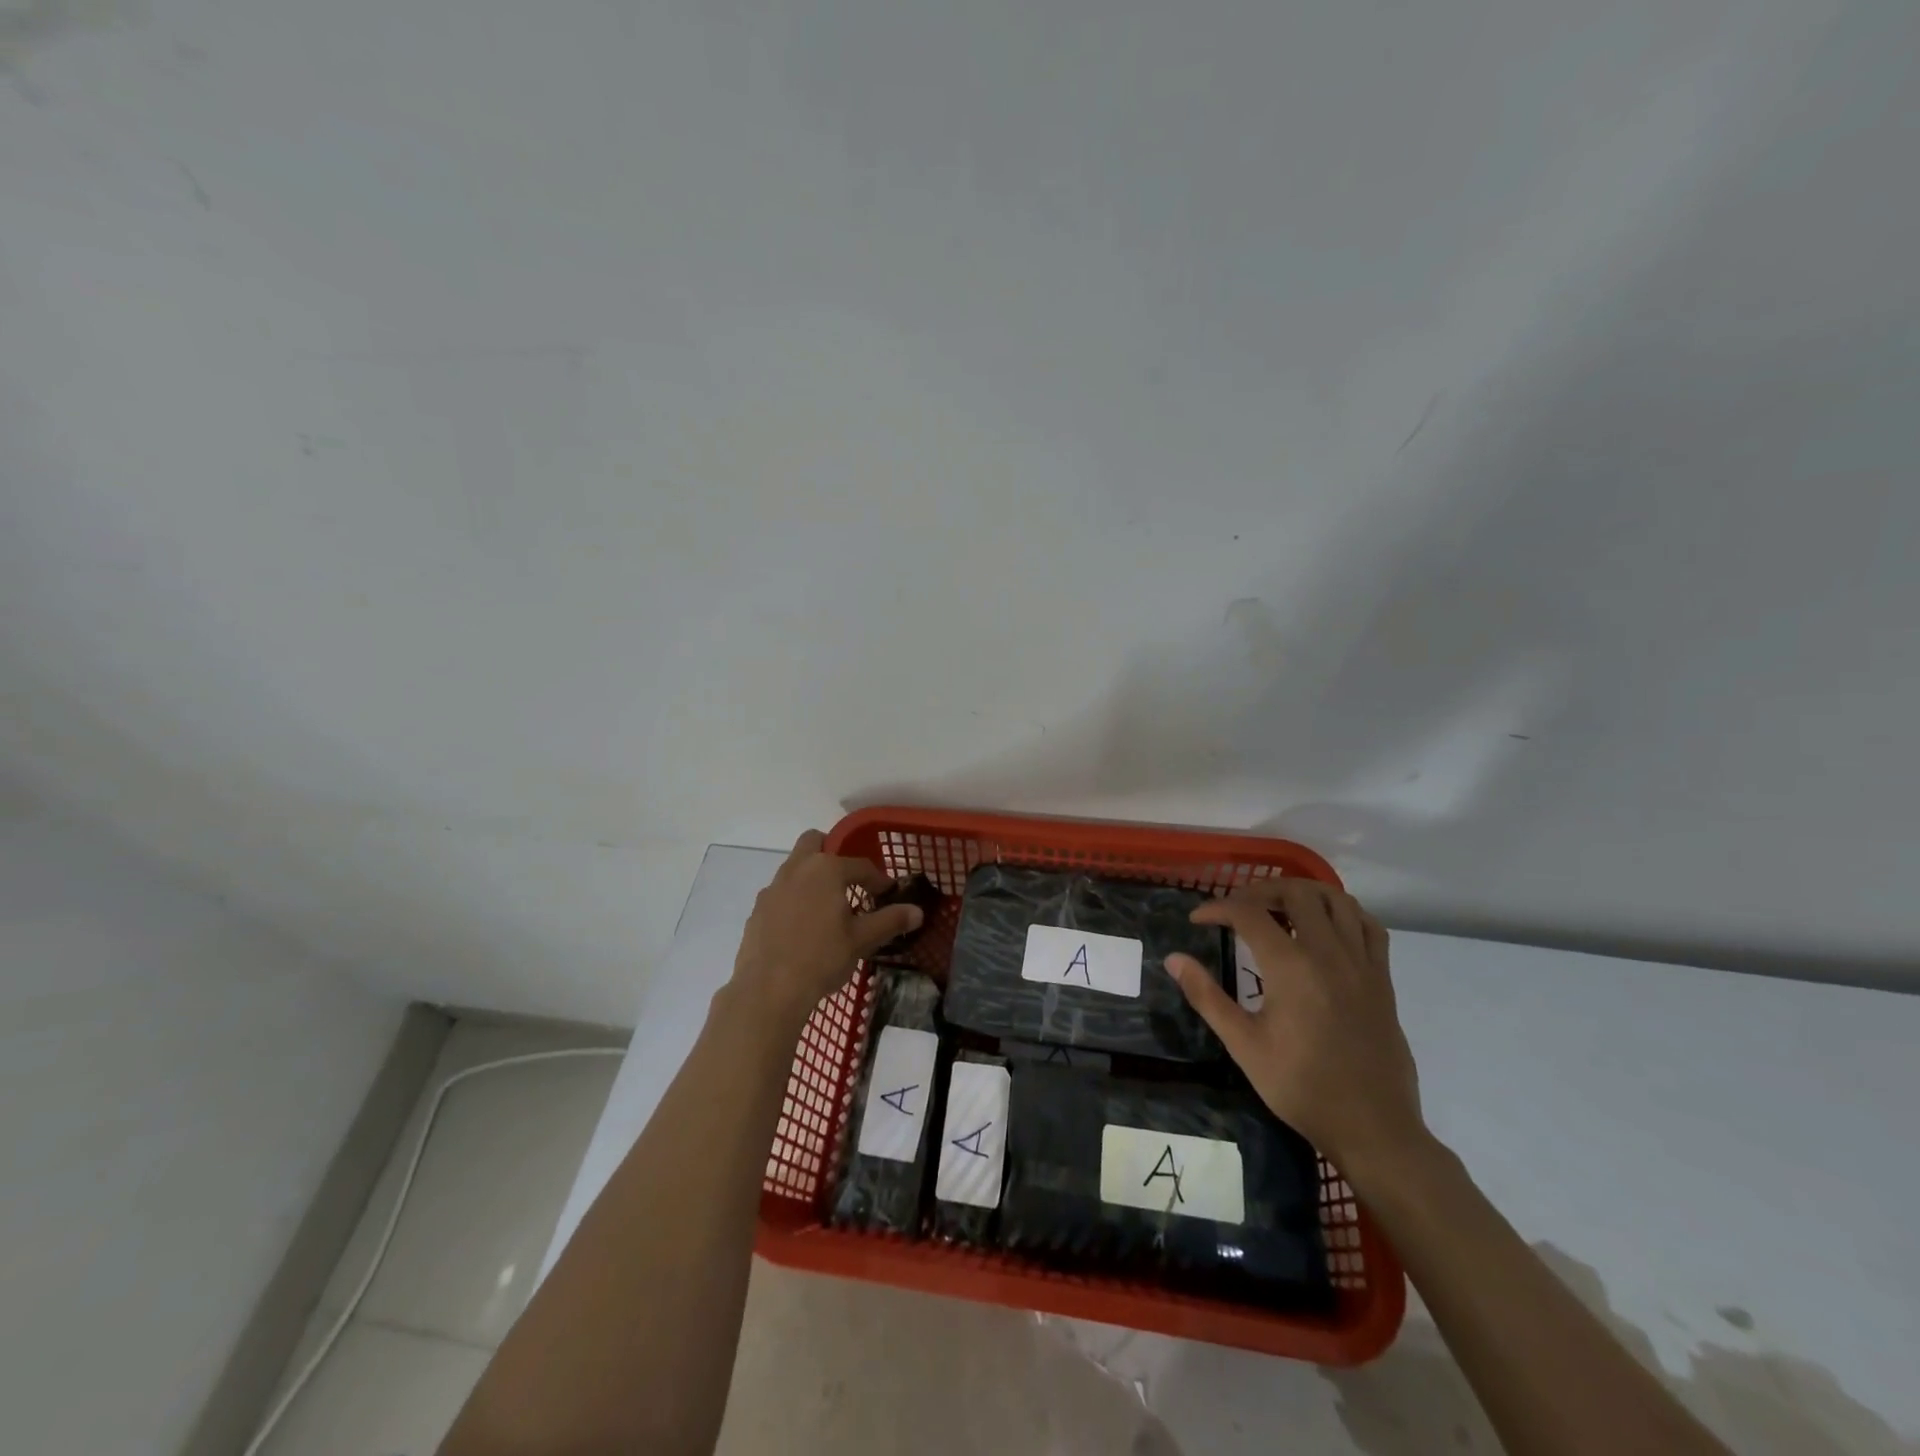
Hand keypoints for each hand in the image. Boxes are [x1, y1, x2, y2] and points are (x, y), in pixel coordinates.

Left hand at [727, 831, 924, 1032]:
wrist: (768, 990)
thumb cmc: (822, 957)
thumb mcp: (862, 940)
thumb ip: (890, 921)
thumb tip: (917, 912)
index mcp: (826, 869)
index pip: (860, 865)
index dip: (877, 879)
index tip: (887, 894)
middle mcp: (797, 869)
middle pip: (814, 842)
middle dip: (832, 853)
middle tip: (848, 882)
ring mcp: (772, 889)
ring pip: (794, 868)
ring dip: (811, 878)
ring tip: (827, 909)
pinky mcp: (757, 911)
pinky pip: (780, 894)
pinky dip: (793, 901)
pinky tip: (802, 929)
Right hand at [1164, 878, 1426, 1181]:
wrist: (1372, 1128)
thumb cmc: (1301, 1087)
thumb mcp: (1243, 1045)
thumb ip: (1207, 996)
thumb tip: (1174, 959)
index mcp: (1291, 967)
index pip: (1249, 913)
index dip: (1217, 908)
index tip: (1197, 919)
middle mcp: (1329, 953)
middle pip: (1296, 893)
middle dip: (1260, 890)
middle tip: (1236, 907)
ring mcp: (1362, 963)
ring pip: (1337, 900)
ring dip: (1303, 893)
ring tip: (1279, 908)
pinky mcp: (1382, 979)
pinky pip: (1369, 926)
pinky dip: (1344, 913)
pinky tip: (1326, 926)